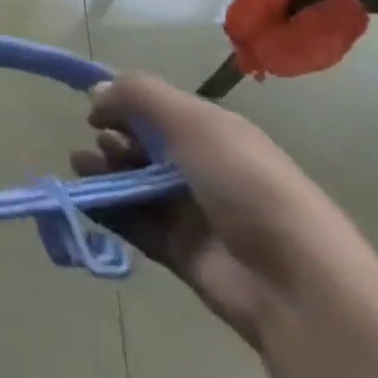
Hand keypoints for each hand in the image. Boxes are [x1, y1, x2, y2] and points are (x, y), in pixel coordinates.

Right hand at [73, 73, 355, 347]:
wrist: (296, 285)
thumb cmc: (244, 184)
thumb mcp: (191, 121)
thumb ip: (137, 95)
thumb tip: (95, 93)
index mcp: (212, 131)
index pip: (158, 108)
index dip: (124, 104)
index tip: (96, 110)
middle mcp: (201, 167)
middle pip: (143, 144)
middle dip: (114, 138)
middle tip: (104, 146)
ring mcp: (192, 212)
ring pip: (134, 182)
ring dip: (103, 171)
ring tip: (82, 170)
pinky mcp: (180, 252)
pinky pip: (134, 222)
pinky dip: (107, 209)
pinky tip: (84, 199)